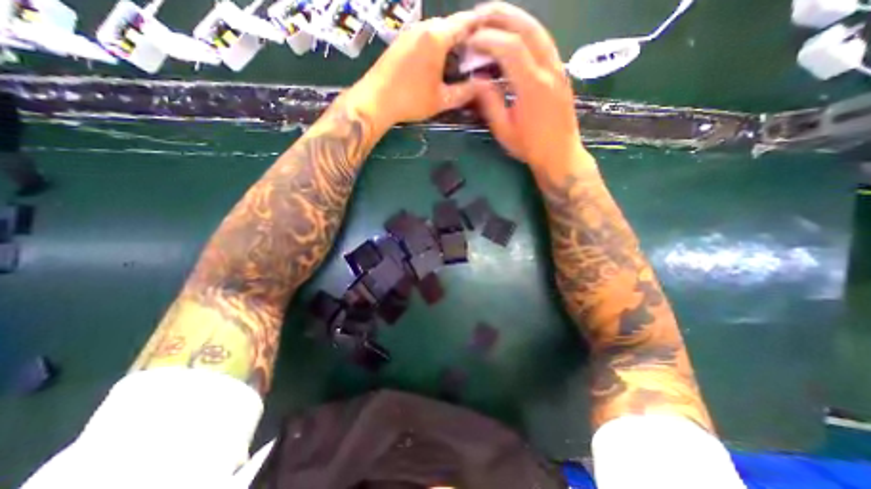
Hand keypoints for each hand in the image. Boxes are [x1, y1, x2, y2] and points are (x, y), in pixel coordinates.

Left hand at [345, 12, 478, 131]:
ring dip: (451, 42)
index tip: (493, 35)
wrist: (375, 100)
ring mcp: (410, 32)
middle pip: (451, 24)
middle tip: (477, 55)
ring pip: (437, 30)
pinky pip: (425, 36)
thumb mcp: (441, 100)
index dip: (482, 27)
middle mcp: (424, 27)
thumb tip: (482, 87)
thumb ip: (464, 92)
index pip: (466, 22)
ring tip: (460, 61)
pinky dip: (437, 45)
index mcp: (437, 37)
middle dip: (466, 37)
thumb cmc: (410, 100)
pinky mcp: (401, 41)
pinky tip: (439, 63)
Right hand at [466, 2, 587, 173]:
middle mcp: (548, 69)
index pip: (509, 47)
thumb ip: (489, 103)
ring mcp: (558, 68)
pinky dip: (526, 31)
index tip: (469, 40)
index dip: (487, 38)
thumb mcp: (504, 130)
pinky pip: (543, 42)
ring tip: (493, 17)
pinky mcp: (560, 71)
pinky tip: (513, 34)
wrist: (560, 154)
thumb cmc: (530, 147)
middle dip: (501, 16)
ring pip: (538, 30)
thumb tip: (476, 80)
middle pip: (527, 27)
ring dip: (515, 18)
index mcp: (532, 85)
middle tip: (478, 14)